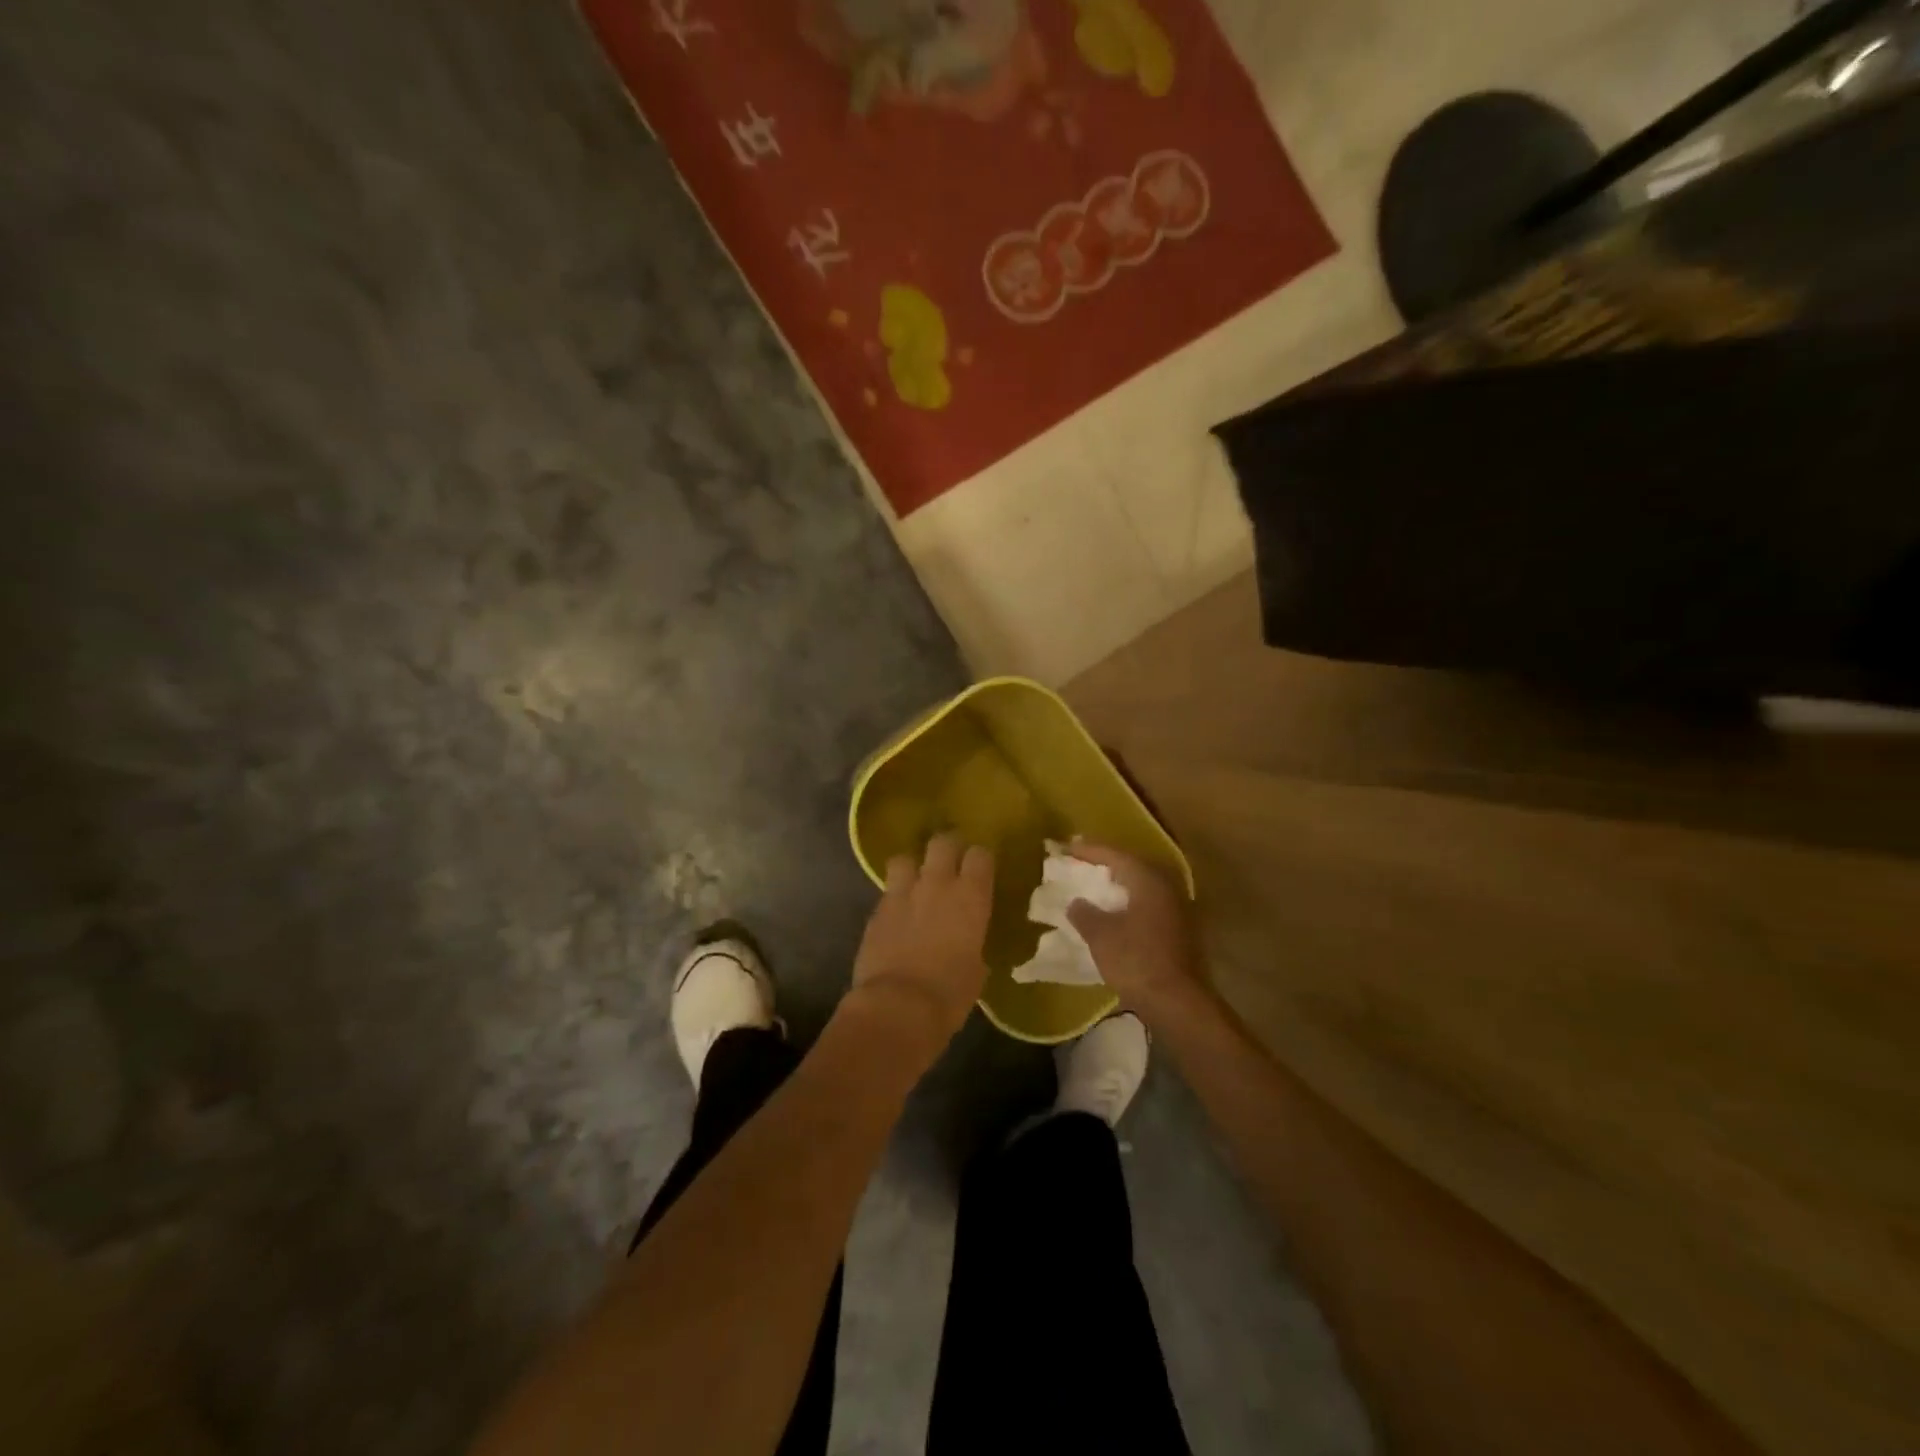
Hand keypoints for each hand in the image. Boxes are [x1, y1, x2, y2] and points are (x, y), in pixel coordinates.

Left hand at [848, 832, 994, 1049]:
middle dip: (947, 848)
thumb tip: (967, 944)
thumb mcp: (976, 970)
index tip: (980, 871)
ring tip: (915, 883)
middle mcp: (937, 884)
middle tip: (950, 864)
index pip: (980, 855)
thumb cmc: (950, 994)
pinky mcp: (876, 911)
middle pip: (942, 842)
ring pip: (905, 858)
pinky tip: (897, 915)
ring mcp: (902, 894)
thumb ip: (972, 944)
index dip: (980, 859)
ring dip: (912, 867)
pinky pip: (887, 891)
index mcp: (971, 897)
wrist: (898, 1007)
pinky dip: (894, 898)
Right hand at [1065, 841, 1205, 1020]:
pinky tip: (1115, 913)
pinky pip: (1149, 905)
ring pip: (1143, 887)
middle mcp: (1167, 888)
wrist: (1177, 1002)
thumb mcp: (1101, 935)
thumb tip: (1077, 903)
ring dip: (1120, 885)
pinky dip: (1129, 903)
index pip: (1116, 855)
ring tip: (1096, 886)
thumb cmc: (1136, 960)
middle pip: (1133, 867)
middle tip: (1083, 862)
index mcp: (1149, 881)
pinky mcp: (1180, 931)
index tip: (1068, 846)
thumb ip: (1085, 913)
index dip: (1090, 850)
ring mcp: (1178, 910)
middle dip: (1107, 864)